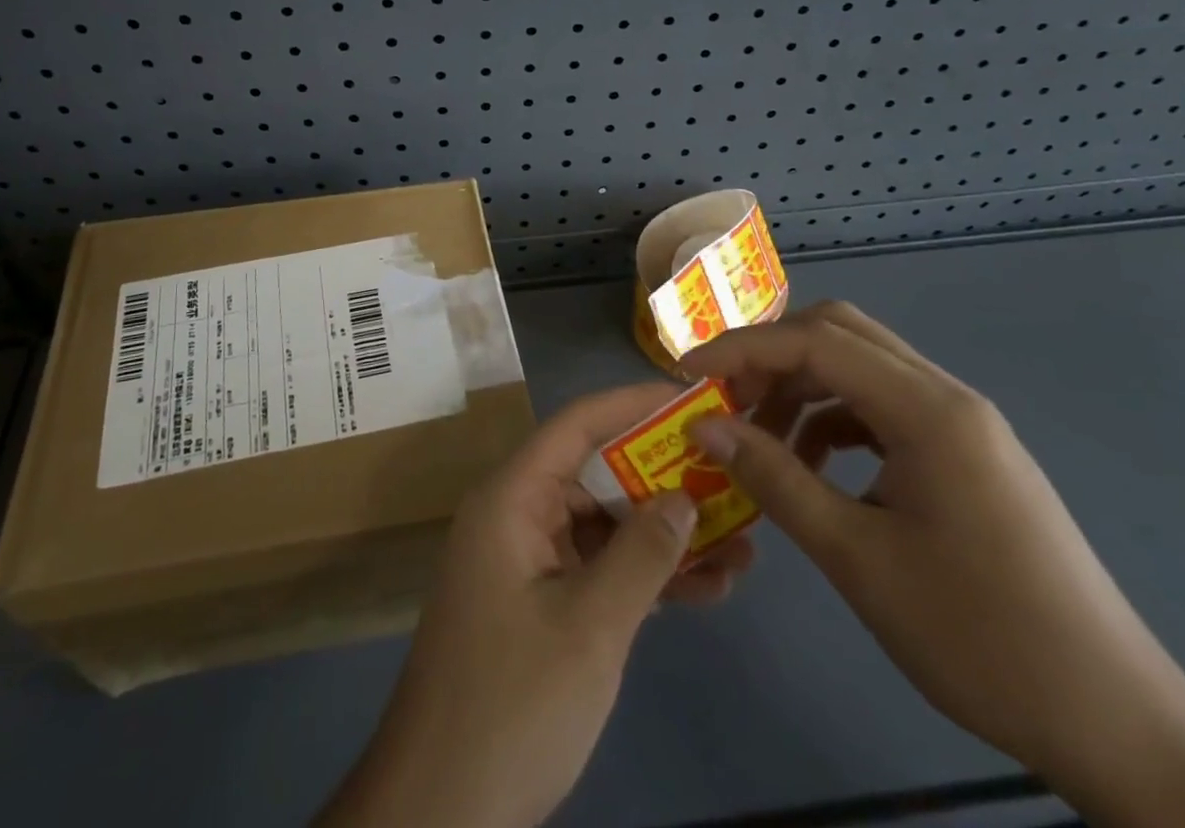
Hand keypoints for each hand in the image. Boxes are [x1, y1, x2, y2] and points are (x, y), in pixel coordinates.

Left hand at [319, 381, 754, 827]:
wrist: (441, 808)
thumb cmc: (512, 702)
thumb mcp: (590, 626)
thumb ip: (641, 555)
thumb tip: (683, 496)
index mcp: (512, 498)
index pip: (576, 425)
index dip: (632, 403)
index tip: (691, 398)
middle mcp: (517, 515)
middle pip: (595, 473)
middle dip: (662, 476)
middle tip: (731, 474)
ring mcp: (528, 561)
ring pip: (604, 524)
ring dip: (664, 534)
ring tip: (743, 541)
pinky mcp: (540, 604)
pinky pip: (598, 569)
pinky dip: (645, 576)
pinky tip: (709, 588)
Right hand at [684, 301, 1184, 827]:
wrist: (1118, 726)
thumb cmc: (980, 637)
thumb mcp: (857, 558)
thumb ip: (775, 479)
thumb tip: (705, 428)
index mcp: (929, 410)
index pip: (815, 341)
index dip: (742, 349)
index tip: (688, 375)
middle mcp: (947, 397)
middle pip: (839, 334)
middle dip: (771, 356)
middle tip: (726, 399)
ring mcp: (962, 424)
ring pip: (860, 368)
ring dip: (801, 388)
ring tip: (762, 442)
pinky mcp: (967, 454)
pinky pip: (883, 407)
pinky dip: (834, 420)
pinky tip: (815, 468)